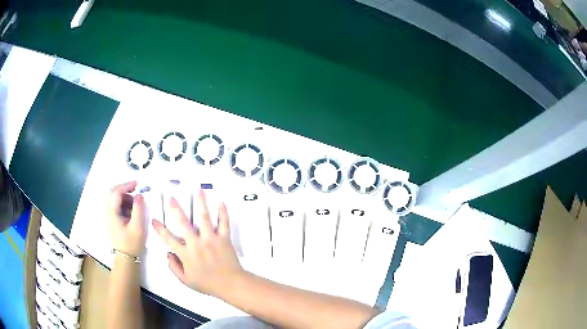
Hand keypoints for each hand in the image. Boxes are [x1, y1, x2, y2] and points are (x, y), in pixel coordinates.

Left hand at [106, 181, 145, 256]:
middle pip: (113, 193)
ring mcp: (108, 215)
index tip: (138, 184)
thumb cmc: (131, 243)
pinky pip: (116, 205)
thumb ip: (139, 209)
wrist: (126, 258)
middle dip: (125, 190)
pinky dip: (124, 203)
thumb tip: (140, 195)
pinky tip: (132, 211)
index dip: (126, 185)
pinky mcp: (111, 219)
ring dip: (126, 197)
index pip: (116, 192)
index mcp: (111, 212)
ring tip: (136, 204)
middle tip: (137, 191)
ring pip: (115, 199)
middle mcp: (107, 211)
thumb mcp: (138, 227)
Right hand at [152, 189, 242, 296]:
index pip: (168, 239)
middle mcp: (196, 243)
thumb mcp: (186, 280)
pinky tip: (221, 202)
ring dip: (201, 203)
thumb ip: (174, 267)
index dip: (159, 229)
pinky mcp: (224, 238)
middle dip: (176, 209)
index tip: (154, 219)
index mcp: (186, 254)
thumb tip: (168, 254)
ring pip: (204, 218)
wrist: (230, 285)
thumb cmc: (207, 284)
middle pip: (184, 223)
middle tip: (172, 197)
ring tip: (198, 190)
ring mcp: (211, 239)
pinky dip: (223, 212)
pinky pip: (224, 223)